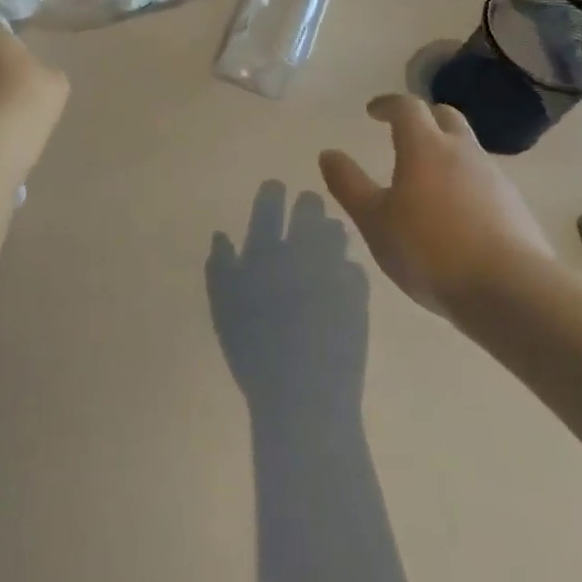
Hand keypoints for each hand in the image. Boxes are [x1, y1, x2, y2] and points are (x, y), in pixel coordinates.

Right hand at [206, 183, 368, 419]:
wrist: (304, 394)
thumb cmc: (254, 350)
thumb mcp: (225, 307)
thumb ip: (222, 267)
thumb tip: (222, 237)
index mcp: (266, 252)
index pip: (269, 209)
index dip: (272, 194)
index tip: (276, 186)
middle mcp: (301, 253)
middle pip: (308, 214)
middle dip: (308, 205)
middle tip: (309, 202)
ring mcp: (334, 273)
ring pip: (336, 236)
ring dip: (332, 230)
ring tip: (331, 230)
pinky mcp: (359, 298)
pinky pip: (355, 270)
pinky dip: (348, 268)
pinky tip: (346, 273)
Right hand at [319, 95, 552, 318]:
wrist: (512, 292)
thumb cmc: (430, 249)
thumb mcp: (374, 220)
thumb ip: (348, 184)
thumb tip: (329, 154)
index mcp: (425, 147)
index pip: (407, 107)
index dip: (388, 104)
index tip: (372, 112)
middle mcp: (464, 153)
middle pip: (446, 117)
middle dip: (423, 118)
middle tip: (403, 132)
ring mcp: (495, 180)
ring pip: (468, 150)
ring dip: (446, 153)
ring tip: (426, 179)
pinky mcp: (516, 209)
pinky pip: (485, 183)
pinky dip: (465, 185)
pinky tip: (455, 214)